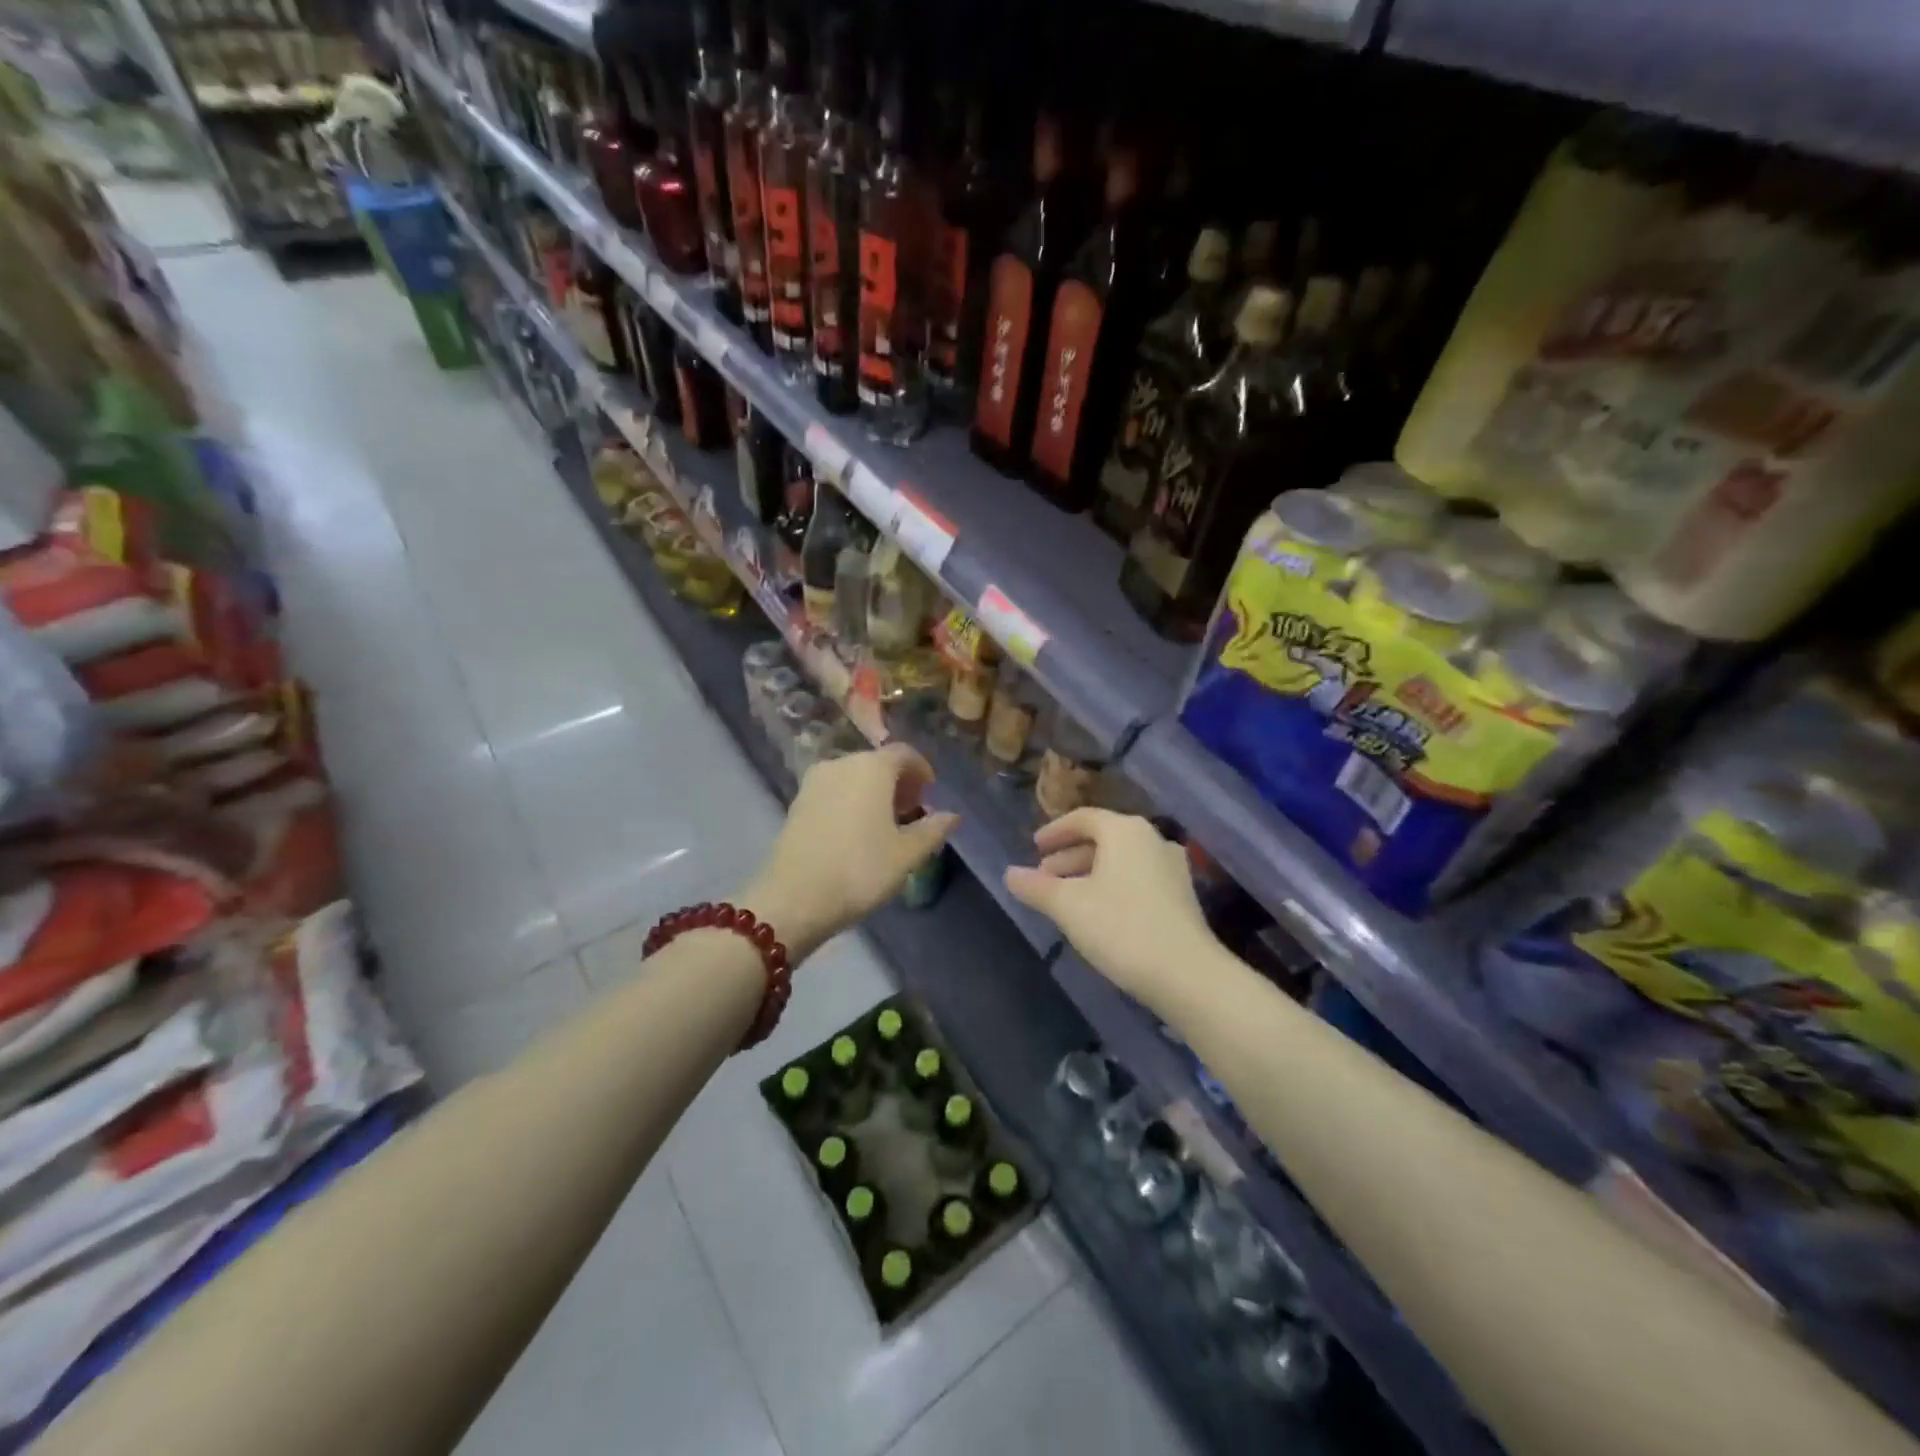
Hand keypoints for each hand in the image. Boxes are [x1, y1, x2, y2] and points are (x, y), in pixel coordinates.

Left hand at [744, 745, 957, 961]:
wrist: (794, 898)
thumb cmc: (860, 869)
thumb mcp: (907, 854)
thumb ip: (933, 829)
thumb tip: (952, 815)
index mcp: (871, 767)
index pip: (904, 753)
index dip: (922, 770)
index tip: (930, 793)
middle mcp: (841, 763)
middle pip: (877, 762)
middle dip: (898, 782)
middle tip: (912, 811)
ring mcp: (814, 782)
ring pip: (853, 776)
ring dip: (873, 792)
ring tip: (885, 824)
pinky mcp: (797, 802)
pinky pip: (834, 791)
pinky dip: (851, 800)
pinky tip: (857, 831)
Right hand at [1004, 809, 1217, 1008]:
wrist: (1187, 974)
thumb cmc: (1121, 928)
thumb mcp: (1068, 906)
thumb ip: (1036, 887)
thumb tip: (1009, 874)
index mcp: (1125, 831)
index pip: (1083, 818)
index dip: (1055, 831)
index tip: (1034, 847)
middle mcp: (1152, 839)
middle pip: (1103, 838)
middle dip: (1069, 856)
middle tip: (1044, 877)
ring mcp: (1171, 867)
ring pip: (1120, 860)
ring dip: (1089, 873)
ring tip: (1065, 898)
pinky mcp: (1181, 895)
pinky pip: (1137, 878)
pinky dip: (1111, 885)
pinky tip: (1097, 913)